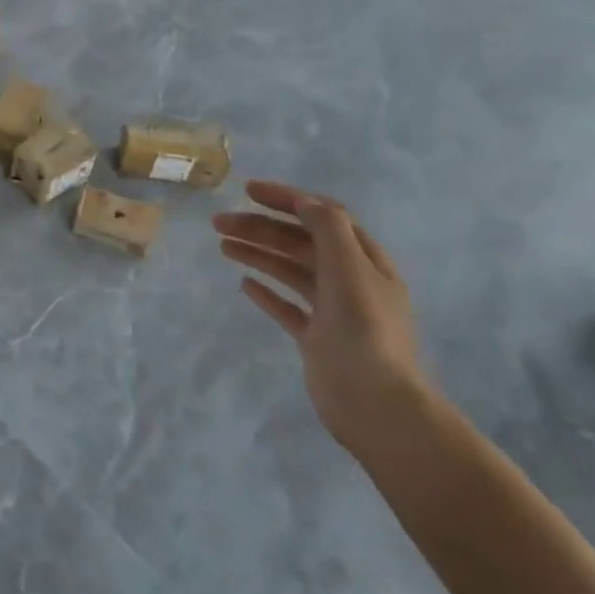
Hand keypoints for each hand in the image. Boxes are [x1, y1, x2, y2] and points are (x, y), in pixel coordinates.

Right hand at [214, 181, 432, 456]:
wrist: (375, 402)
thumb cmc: (364, 329)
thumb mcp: (350, 267)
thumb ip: (328, 228)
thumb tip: (305, 201)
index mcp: (364, 261)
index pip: (323, 216)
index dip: (287, 199)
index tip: (248, 191)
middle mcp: (349, 280)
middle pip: (299, 241)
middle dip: (260, 227)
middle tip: (219, 223)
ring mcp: (332, 310)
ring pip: (289, 270)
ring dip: (257, 253)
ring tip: (223, 246)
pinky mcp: (316, 337)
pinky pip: (286, 306)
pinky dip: (266, 291)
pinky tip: (244, 284)